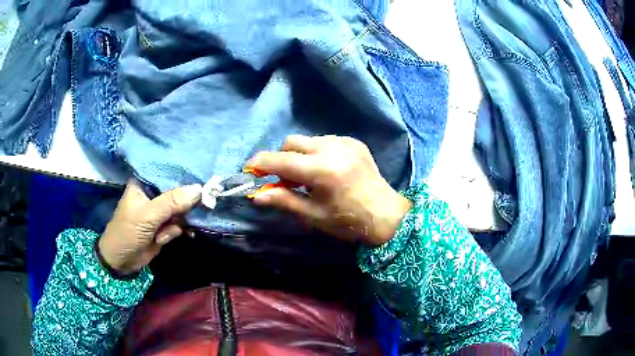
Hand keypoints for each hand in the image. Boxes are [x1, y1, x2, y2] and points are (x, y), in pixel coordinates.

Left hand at [98, 180, 201, 275]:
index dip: (185, 176)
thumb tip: (200, 189)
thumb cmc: (128, 232)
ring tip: (165, 233)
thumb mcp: (148, 215)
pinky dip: (179, 230)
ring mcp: (159, 211)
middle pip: (177, 192)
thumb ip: (172, 202)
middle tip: (202, 205)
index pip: (168, 173)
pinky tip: (171, 237)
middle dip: (186, 202)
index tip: (203, 179)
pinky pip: (179, 223)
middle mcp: (153, 194)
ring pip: (181, 209)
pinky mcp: (164, 226)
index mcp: (144, 184)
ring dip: (179, 222)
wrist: (122, 261)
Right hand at [245, 135, 411, 245]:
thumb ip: (284, 201)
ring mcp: (345, 142)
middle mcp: (332, 149)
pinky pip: (325, 141)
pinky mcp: (354, 142)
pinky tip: (325, 169)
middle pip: (292, 142)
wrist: (386, 215)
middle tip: (282, 179)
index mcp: (322, 170)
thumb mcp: (313, 215)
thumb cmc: (348, 221)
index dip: (260, 163)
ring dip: (299, 154)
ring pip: (308, 140)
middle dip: (281, 158)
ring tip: (306, 176)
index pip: (280, 160)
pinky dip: (316, 152)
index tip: (249, 169)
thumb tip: (257, 195)